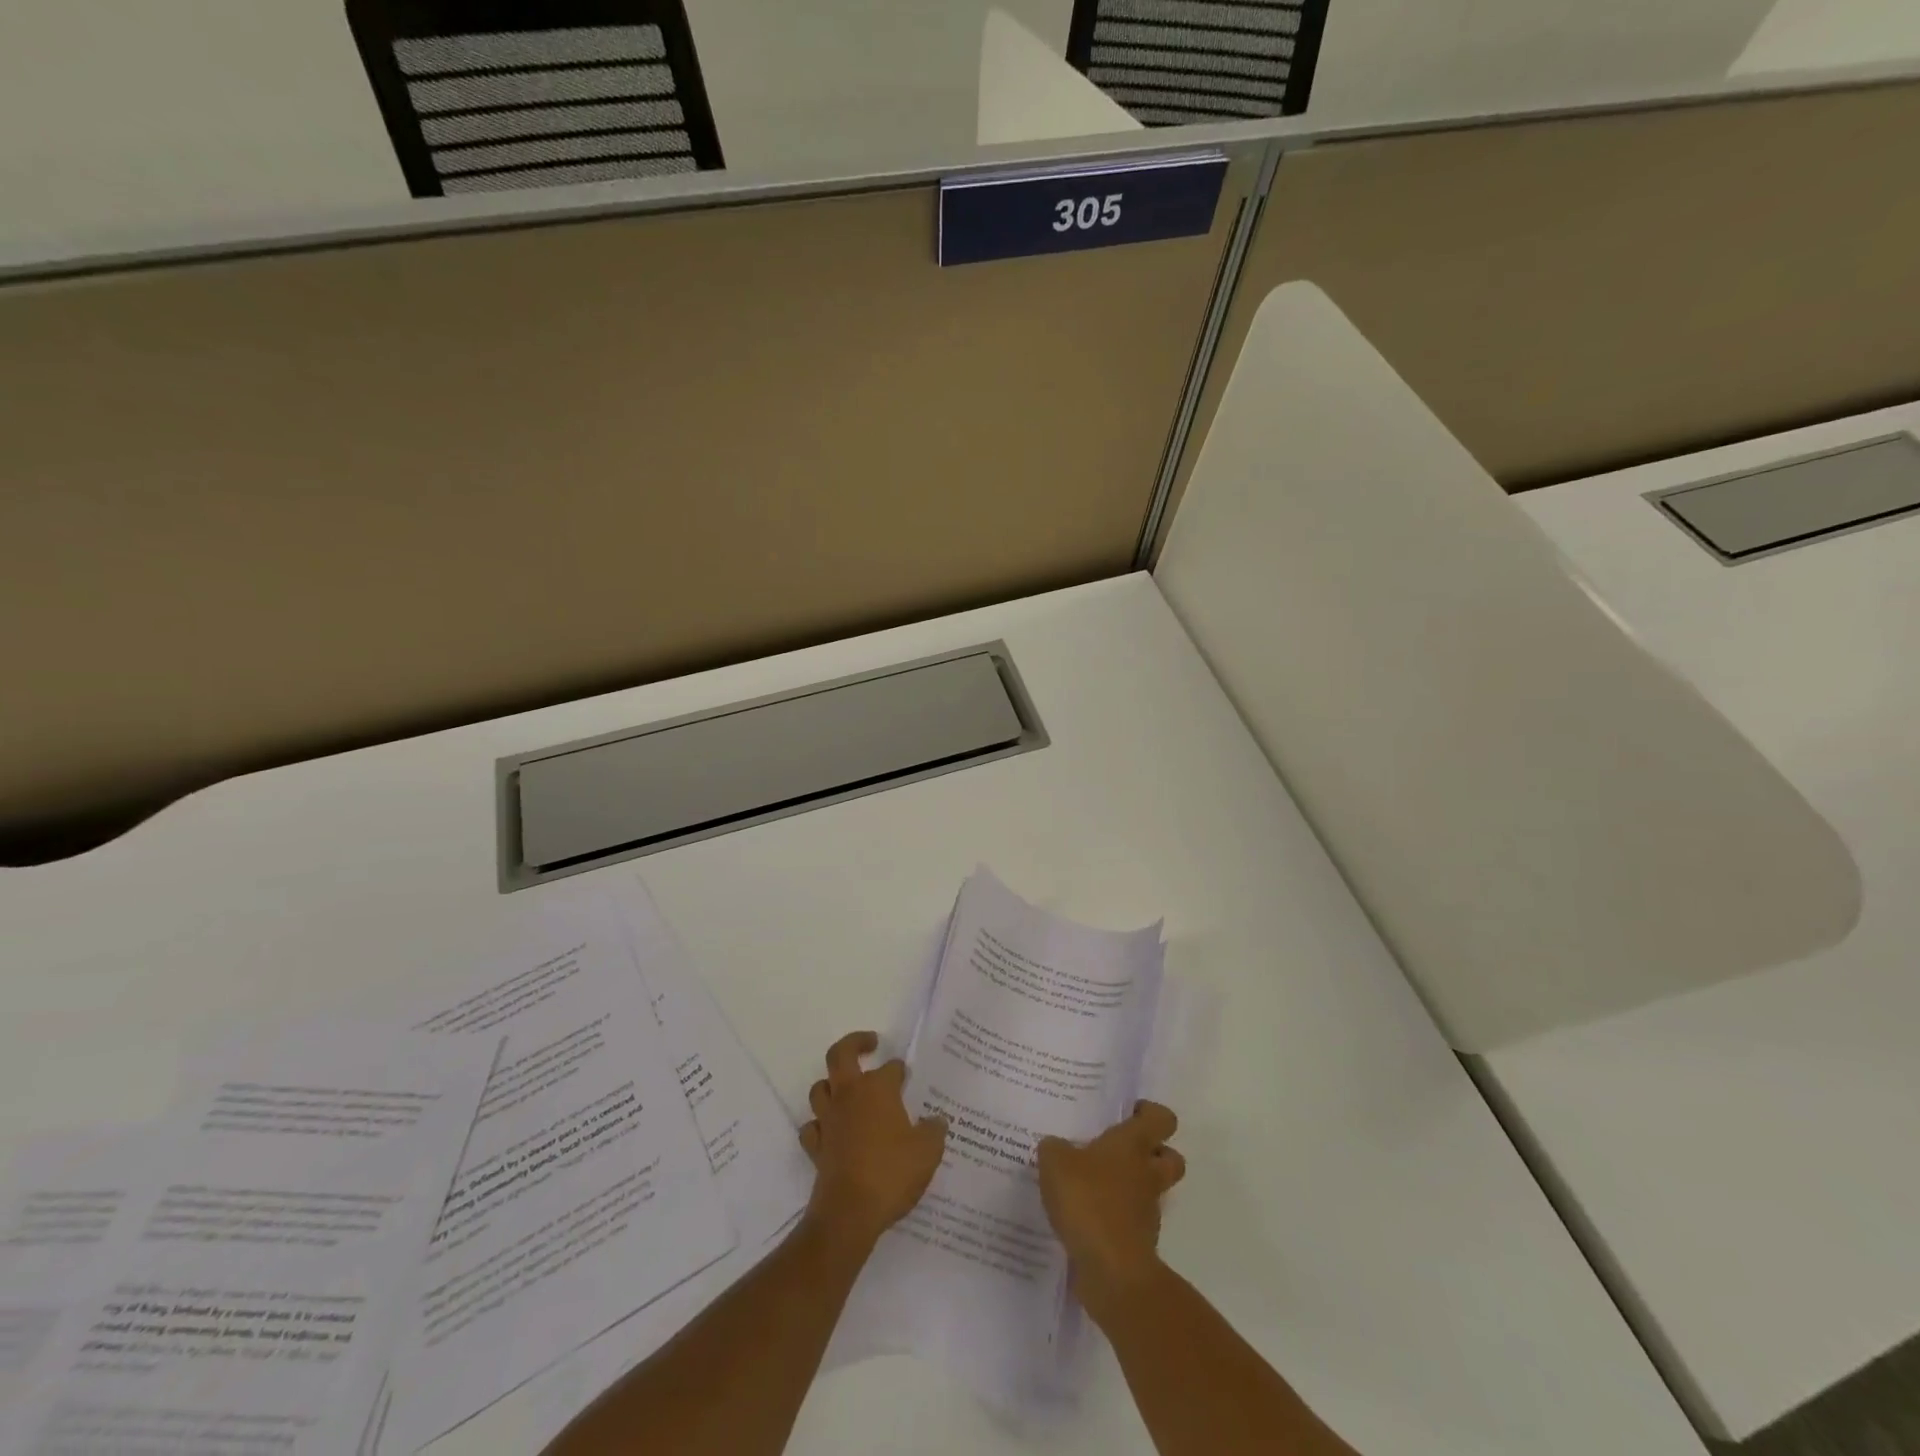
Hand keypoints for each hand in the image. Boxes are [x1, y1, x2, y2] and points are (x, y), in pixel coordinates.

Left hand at [799, 1031, 947, 1247]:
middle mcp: (849, 1096)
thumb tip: (936, 1121)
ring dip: (832, 1084)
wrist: (850, 1213)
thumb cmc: (892, 1173)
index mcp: (878, 1090)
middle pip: (840, 1055)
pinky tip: (830, 1130)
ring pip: (820, 1088)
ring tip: (847, 1088)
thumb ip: (933, 1131)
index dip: (900, 1070)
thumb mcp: (928, 1152)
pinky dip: (819, 1124)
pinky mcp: (817, 1147)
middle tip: (870, 1043)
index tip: (907, 1077)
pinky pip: (812, 1127)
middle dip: (854, 1043)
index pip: (890, 1068)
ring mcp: (829, 1120)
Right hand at [1036, 1101, 1185, 1320]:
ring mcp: (1147, 1211)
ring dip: (1130, 1188)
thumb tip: (1056, 1147)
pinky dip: (1115, 1218)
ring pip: (1150, 1191)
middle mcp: (1147, 1174)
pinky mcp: (1139, 1243)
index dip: (1149, 1112)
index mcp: (1133, 1144)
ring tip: (1091, 1186)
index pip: (1161, 1118)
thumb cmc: (1088, 1200)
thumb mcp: (1055, 1162)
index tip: (1128, 1113)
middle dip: (1153, 1153)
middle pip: (1170, 1157)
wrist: (1111, 1270)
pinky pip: (1131, 1222)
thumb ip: (1054, 1149)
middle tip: (1119, 1151)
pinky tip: (1085, 1218)